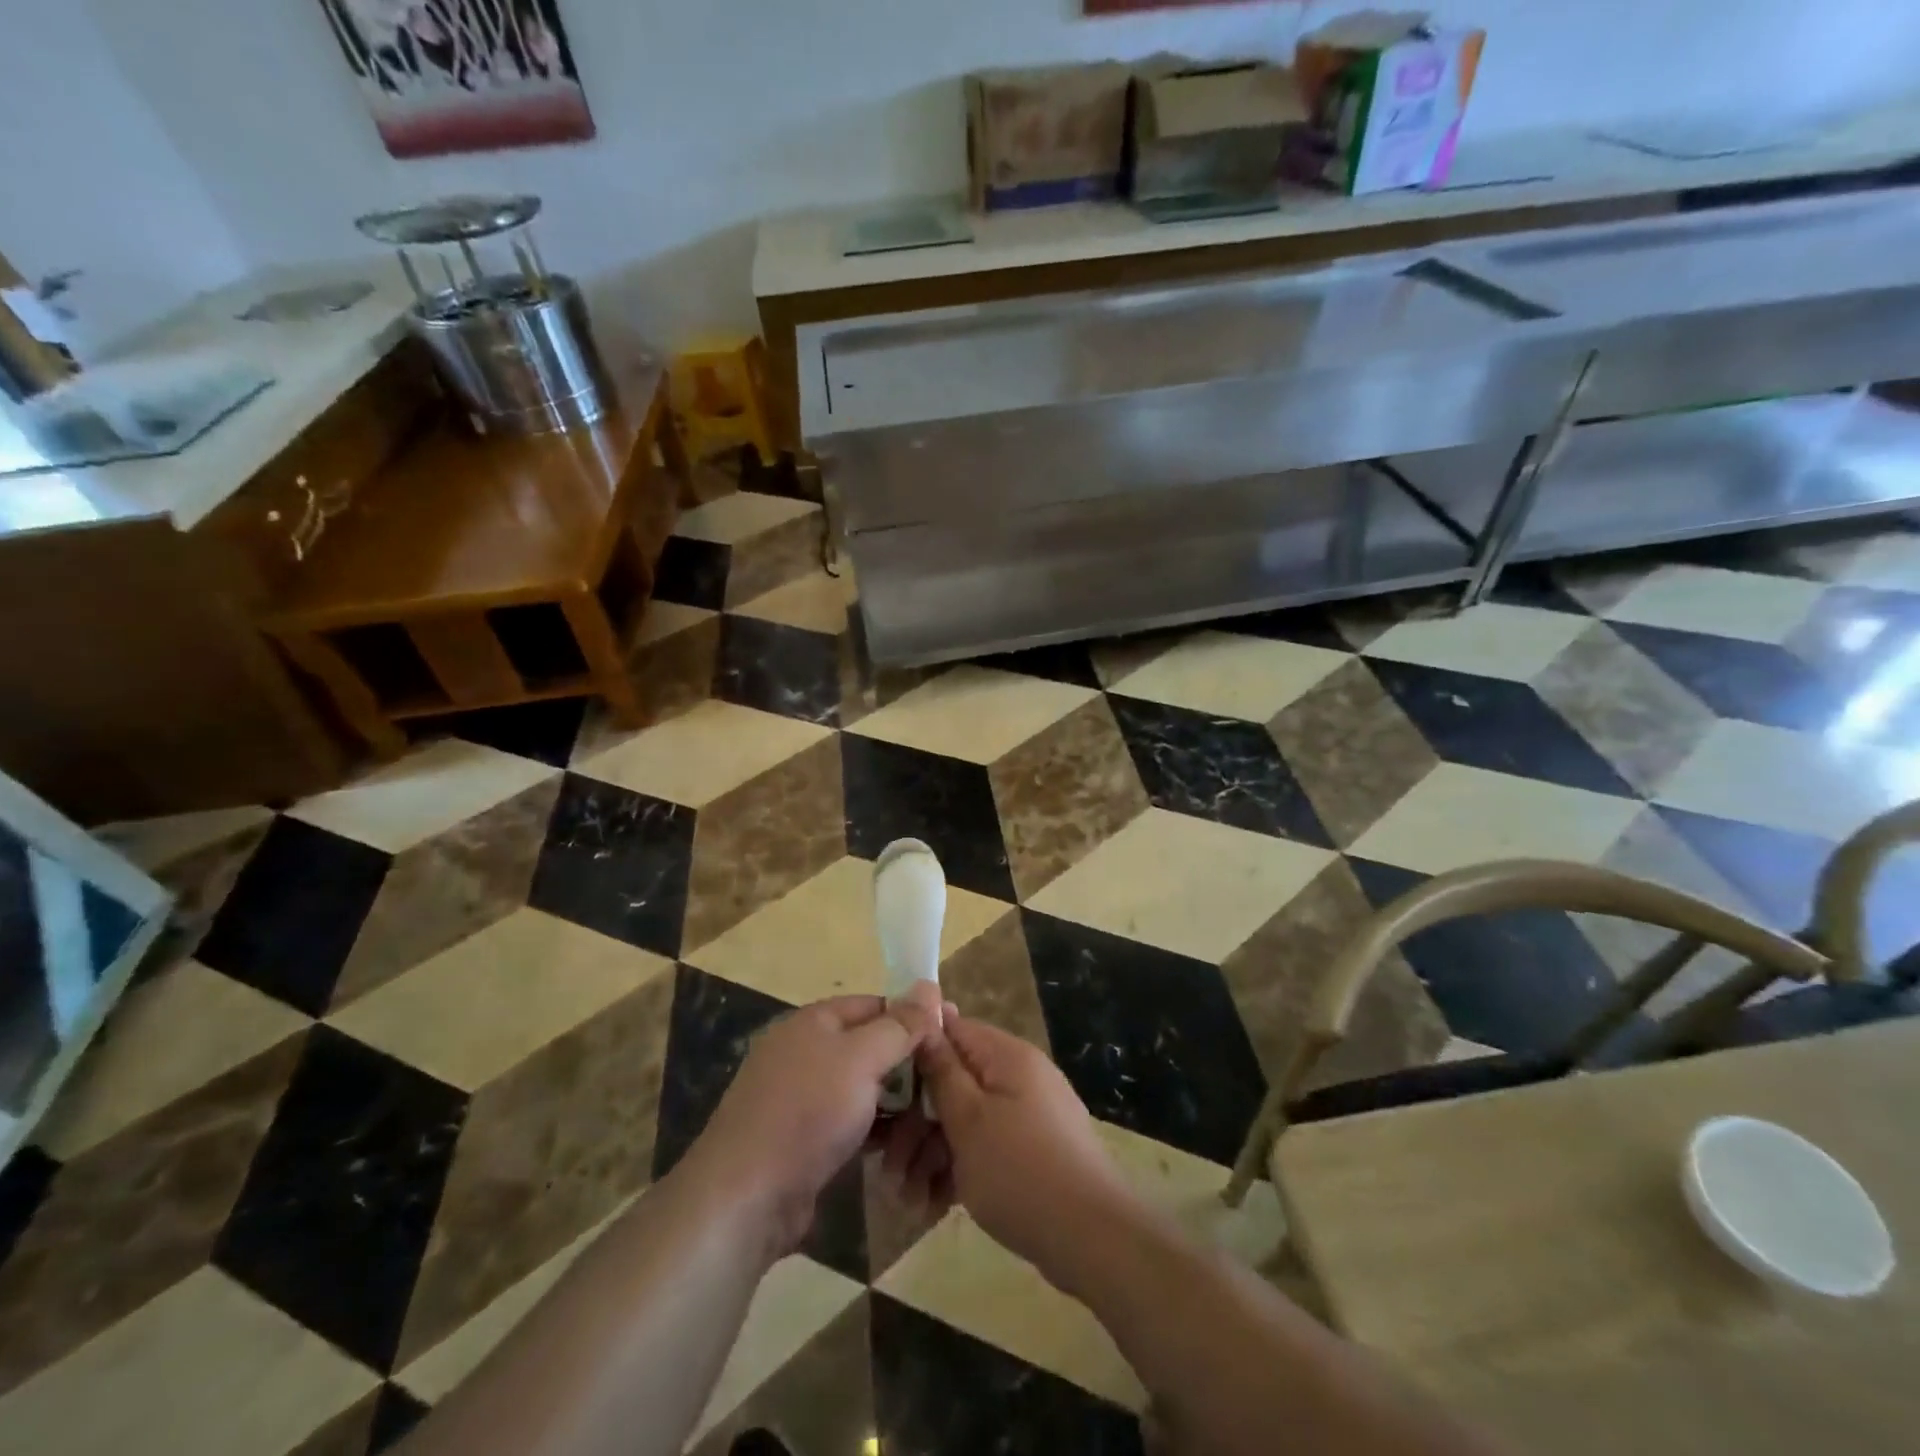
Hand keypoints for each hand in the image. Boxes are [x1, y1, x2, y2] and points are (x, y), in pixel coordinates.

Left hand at [688, 985, 941, 1257]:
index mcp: (814, 1021)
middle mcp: (805, 1051)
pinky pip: (849, 1121)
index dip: (913, 1017)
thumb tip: (930, 987)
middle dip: (907, 1064)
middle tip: (946, 1084)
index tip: (949, 1037)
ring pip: (862, 1088)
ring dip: (894, 1102)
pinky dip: (873, 1129)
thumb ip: (899, 1026)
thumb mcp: (862, 1059)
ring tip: (931, 1119)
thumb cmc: (808, 1112)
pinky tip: (900, 1147)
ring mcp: (801, 1097)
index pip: (875, 1005)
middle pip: (870, 1046)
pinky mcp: (802, 1139)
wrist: (746, 1196)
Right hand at [905, 1009, 1137, 1287]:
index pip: (952, 1030)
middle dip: (916, 1122)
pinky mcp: (1030, 1151)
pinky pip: (984, 1147)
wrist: (1092, 1239)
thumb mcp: (969, 1119)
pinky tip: (932, 1207)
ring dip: (930, 1153)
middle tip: (889, 1166)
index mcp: (1006, 1056)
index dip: (914, 1054)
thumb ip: (943, 1070)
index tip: (882, 1086)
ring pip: (964, 1120)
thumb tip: (928, 1017)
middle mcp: (1017, 1075)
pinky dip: (957, 1170)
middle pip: (954, 1081)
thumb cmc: (1021, 1170)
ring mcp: (1026, 1114)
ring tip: (906, 1199)